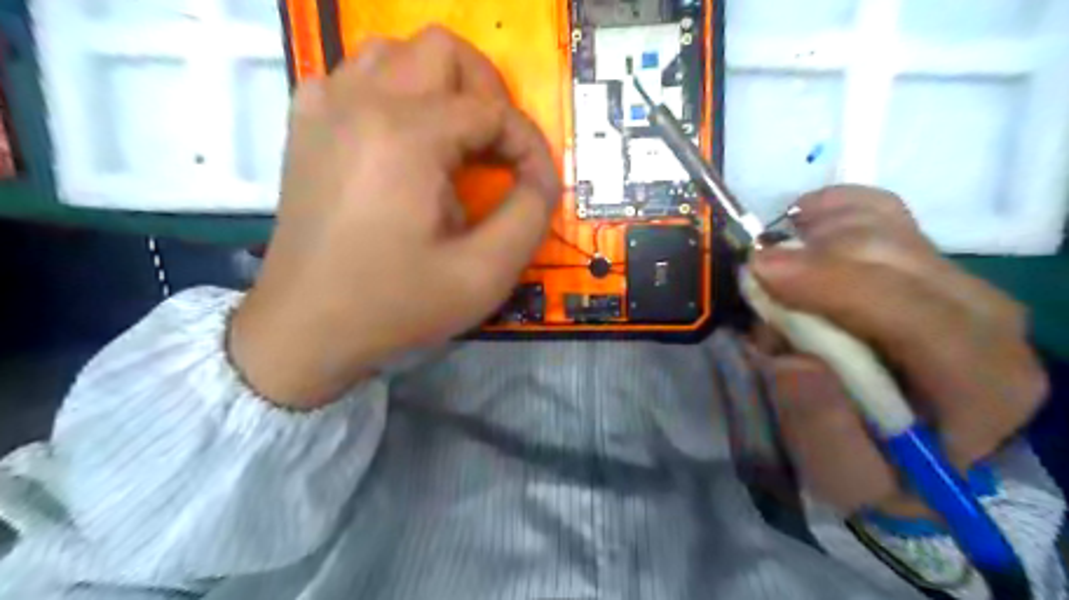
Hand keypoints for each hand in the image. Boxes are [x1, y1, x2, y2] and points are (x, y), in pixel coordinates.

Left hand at [225, 31, 558, 410]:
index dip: (529, 146)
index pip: (492, 111)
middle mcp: (360, 101)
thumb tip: (541, 177)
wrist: (305, 329)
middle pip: (443, 51)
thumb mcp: (484, 274)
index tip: (539, 186)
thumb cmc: (395, 305)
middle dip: (487, 95)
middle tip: (497, 150)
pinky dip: (393, 94)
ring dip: (440, 88)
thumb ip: (530, 215)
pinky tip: (402, 140)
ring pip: (396, 52)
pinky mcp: (305, 125)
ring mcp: (324, 107)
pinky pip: (355, 76)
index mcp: (406, 135)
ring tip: (454, 141)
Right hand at [750, 185, 1045, 517]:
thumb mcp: (842, 475)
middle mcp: (988, 319)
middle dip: (811, 261)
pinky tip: (797, 229)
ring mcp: (958, 279)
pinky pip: (874, 208)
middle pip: (896, 256)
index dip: (837, 285)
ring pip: (880, 226)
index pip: (922, 316)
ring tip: (773, 286)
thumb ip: (821, 427)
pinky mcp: (926, 258)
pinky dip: (827, 211)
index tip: (761, 272)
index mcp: (984, 384)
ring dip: (809, 244)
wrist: (901, 445)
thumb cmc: (876, 468)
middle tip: (752, 288)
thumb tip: (792, 360)